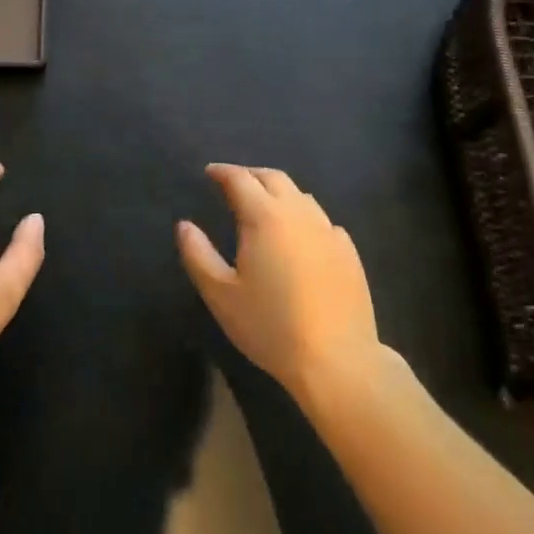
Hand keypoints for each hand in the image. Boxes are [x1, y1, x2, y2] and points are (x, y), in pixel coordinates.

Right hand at [178, 164, 380, 403]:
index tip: (210, 173)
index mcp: (265, 216)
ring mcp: (329, 231)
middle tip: (234, 184)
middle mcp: (299, 213)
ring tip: (265, 207)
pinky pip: (322, 221)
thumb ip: (198, 254)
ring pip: (301, 196)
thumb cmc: (271, 327)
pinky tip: (300, 236)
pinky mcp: (349, 252)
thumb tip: (184, 225)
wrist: (337, 361)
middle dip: (251, 175)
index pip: (240, 179)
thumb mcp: (221, 295)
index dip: (222, 172)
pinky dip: (304, 217)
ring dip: (279, 193)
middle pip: (274, 178)